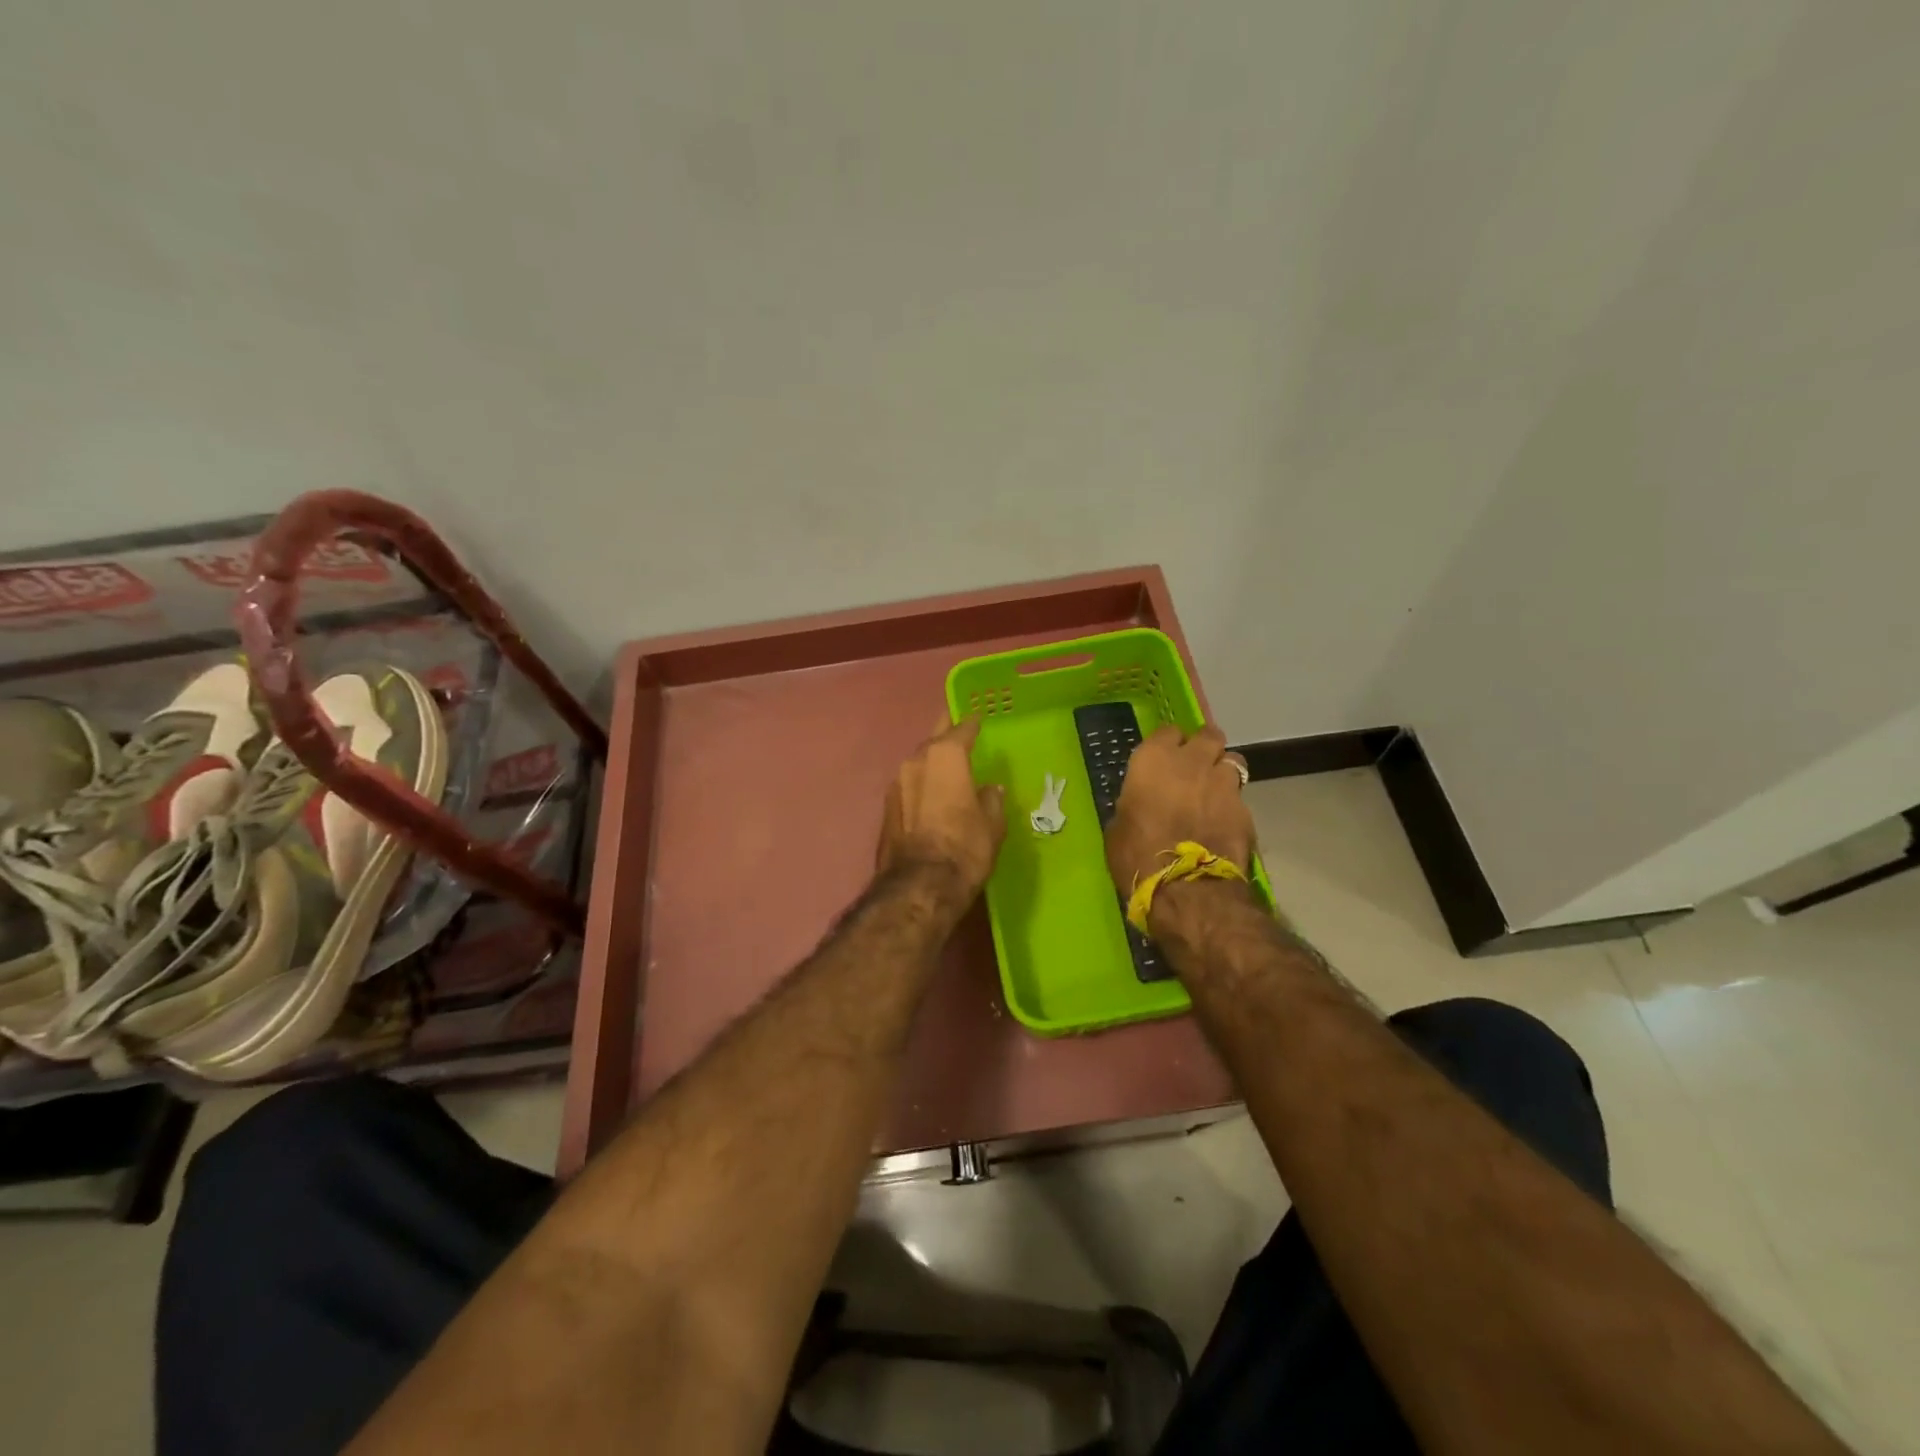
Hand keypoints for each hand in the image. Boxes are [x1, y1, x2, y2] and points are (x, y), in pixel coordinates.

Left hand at [878, 716, 1006, 895]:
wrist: (918, 887)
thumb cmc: (965, 848)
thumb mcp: (992, 824)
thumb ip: (991, 800)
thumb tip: (989, 790)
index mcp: (945, 756)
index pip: (961, 729)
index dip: (972, 723)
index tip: (979, 719)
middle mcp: (916, 761)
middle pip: (934, 740)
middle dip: (946, 735)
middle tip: (959, 732)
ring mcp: (896, 784)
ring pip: (918, 763)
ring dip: (932, 762)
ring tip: (948, 768)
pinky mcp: (885, 808)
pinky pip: (909, 786)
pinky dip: (922, 785)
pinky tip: (932, 795)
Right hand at [1104, 724, 1252, 896]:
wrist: (1186, 890)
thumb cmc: (1137, 856)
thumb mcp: (1118, 827)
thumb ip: (1133, 804)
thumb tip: (1139, 804)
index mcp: (1153, 760)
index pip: (1167, 731)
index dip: (1168, 744)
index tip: (1164, 757)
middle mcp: (1191, 762)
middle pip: (1208, 735)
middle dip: (1204, 746)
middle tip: (1196, 765)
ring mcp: (1223, 784)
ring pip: (1233, 761)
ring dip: (1223, 772)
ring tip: (1214, 792)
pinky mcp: (1245, 810)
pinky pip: (1240, 797)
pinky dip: (1233, 805)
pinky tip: (1224, 823)